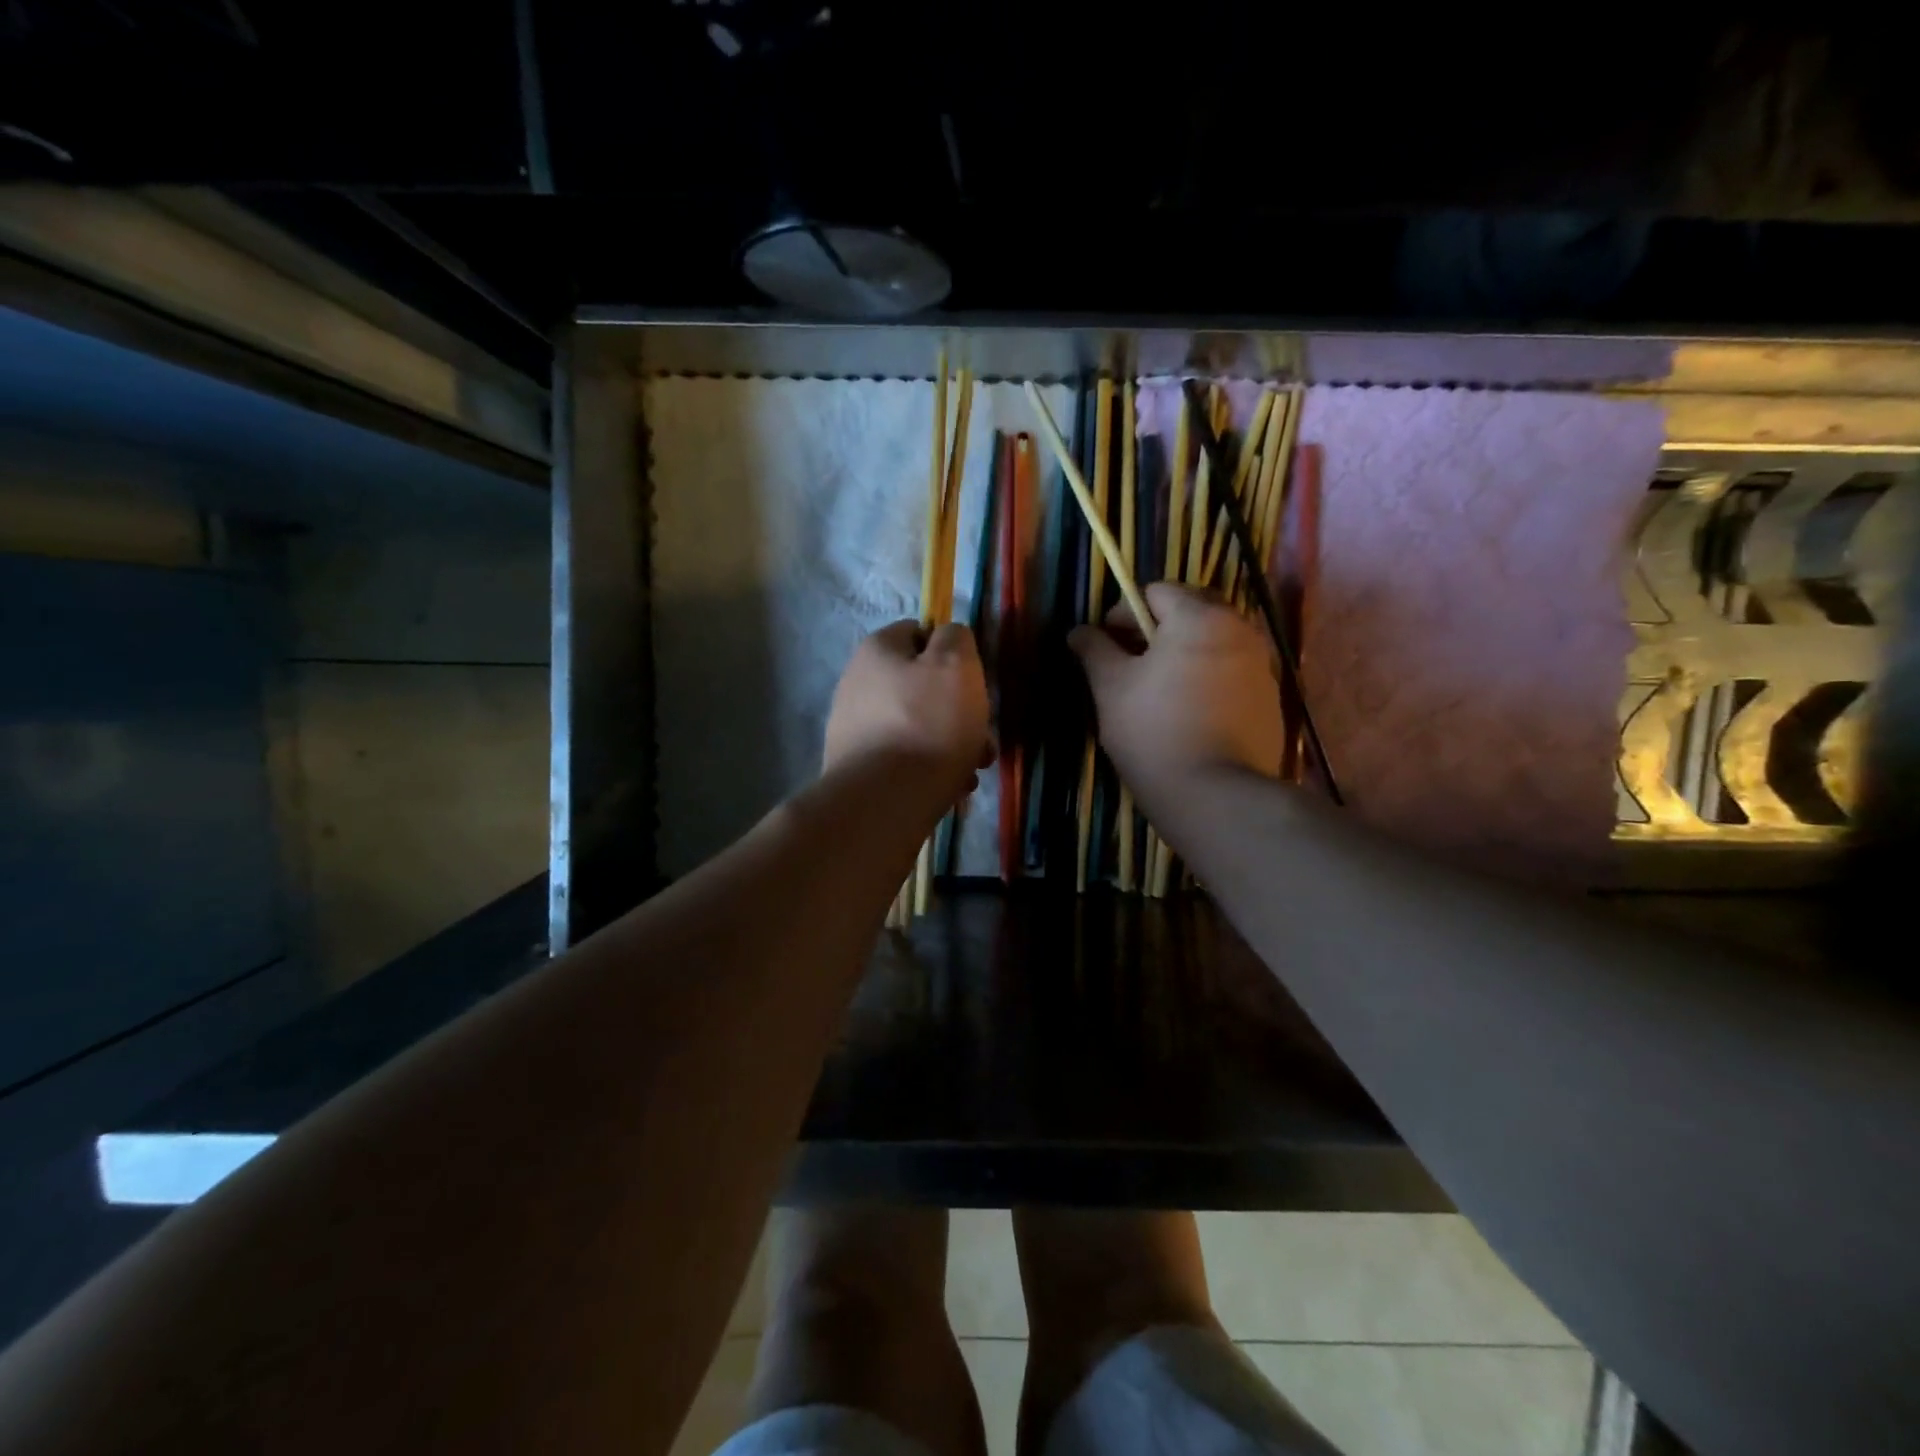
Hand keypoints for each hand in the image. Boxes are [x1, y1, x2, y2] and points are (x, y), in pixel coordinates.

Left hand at [824, 621, 992, 792]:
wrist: (883, 802)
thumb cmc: (928, 725)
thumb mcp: (956, 666)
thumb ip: (956, 639)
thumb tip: (948, 636)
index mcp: (876, 650)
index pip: (918, 632)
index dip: (950, 652)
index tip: (972, 681)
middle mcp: (857, 683)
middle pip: (920, 687)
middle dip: (957, 711)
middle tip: (982, 737)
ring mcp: (854, 728)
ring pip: (917, 727)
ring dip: (949, 745)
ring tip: (971, 771)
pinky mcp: (858, 767)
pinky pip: (904, 759)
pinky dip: (928, 769)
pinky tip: (949, 788)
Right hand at [1068, 583, 1283, 807]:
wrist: (1216, 796)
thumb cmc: (1154, 732)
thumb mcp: (1110, 688)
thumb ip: (1094, 650)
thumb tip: (1078, 631)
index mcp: (1199, 617)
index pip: (1156, 591)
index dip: (1123, 613)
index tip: (1106, 648)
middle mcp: (1240, 629)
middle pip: (1191, 612)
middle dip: (1157, 630)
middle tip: (1131, 666)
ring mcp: (1262, 666)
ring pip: (1214, 643)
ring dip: (1184, 655)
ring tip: (1158, 692)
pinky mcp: (1271, 700)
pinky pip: (1232, 673)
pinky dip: (1207, 680)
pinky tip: (1188, 714)